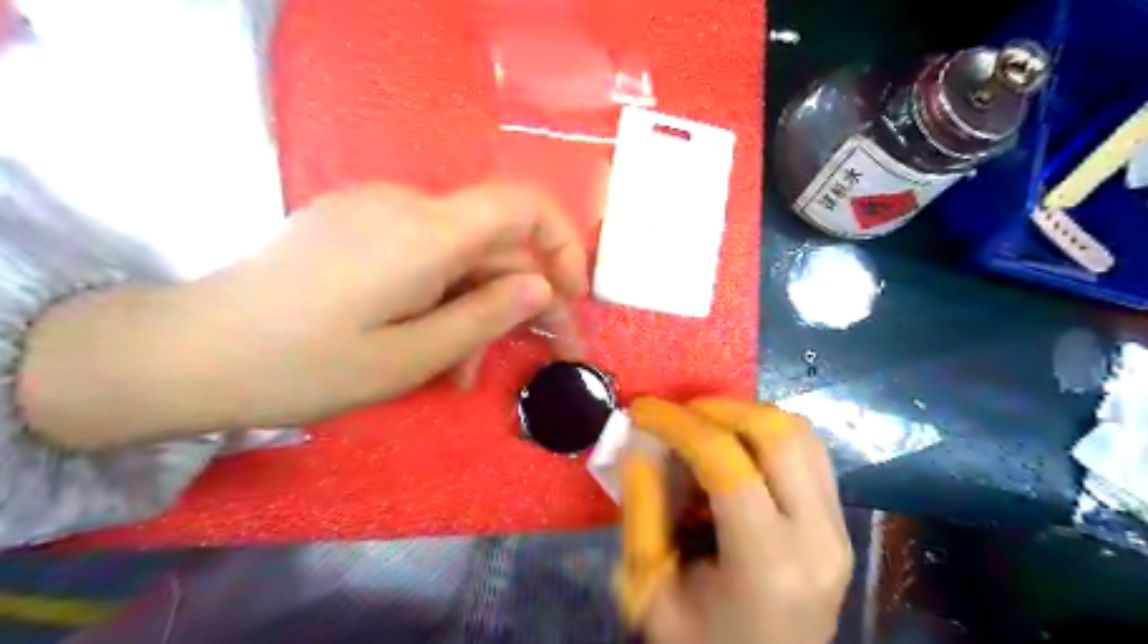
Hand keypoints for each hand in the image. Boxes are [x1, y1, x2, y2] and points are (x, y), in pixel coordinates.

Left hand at [18, 180, 585, 447]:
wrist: (189, 353)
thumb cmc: (304, 366)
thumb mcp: (410, 358)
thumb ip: (485, 316)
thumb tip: (541, 287)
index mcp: (425, 233)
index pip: (523, 205)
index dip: (562, 244)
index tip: (570, 296)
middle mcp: (406, 205)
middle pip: (493, 241)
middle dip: (520, 299)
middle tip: (537, 356)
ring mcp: (377, 211)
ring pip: (459, 255)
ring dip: (476, 307)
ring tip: (462, 371)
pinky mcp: (356, 225)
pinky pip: (423, 254)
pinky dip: (442, 295)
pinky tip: (430, 342)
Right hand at [619, 398, 851, 643]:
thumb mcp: (651, 589)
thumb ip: (643, 511)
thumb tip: (639, 443)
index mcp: (766, 563)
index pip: (725, 462)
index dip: (678, 424)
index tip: (643, 409)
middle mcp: (817, 537)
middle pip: (776, 433)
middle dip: (717, 407)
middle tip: (677, 414)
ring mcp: (838, 527)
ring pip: (799, 433)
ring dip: (744, 415)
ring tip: (703, 426)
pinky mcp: (840, 522)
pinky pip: (809, 451)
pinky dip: (768, 433)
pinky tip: (736, 446)